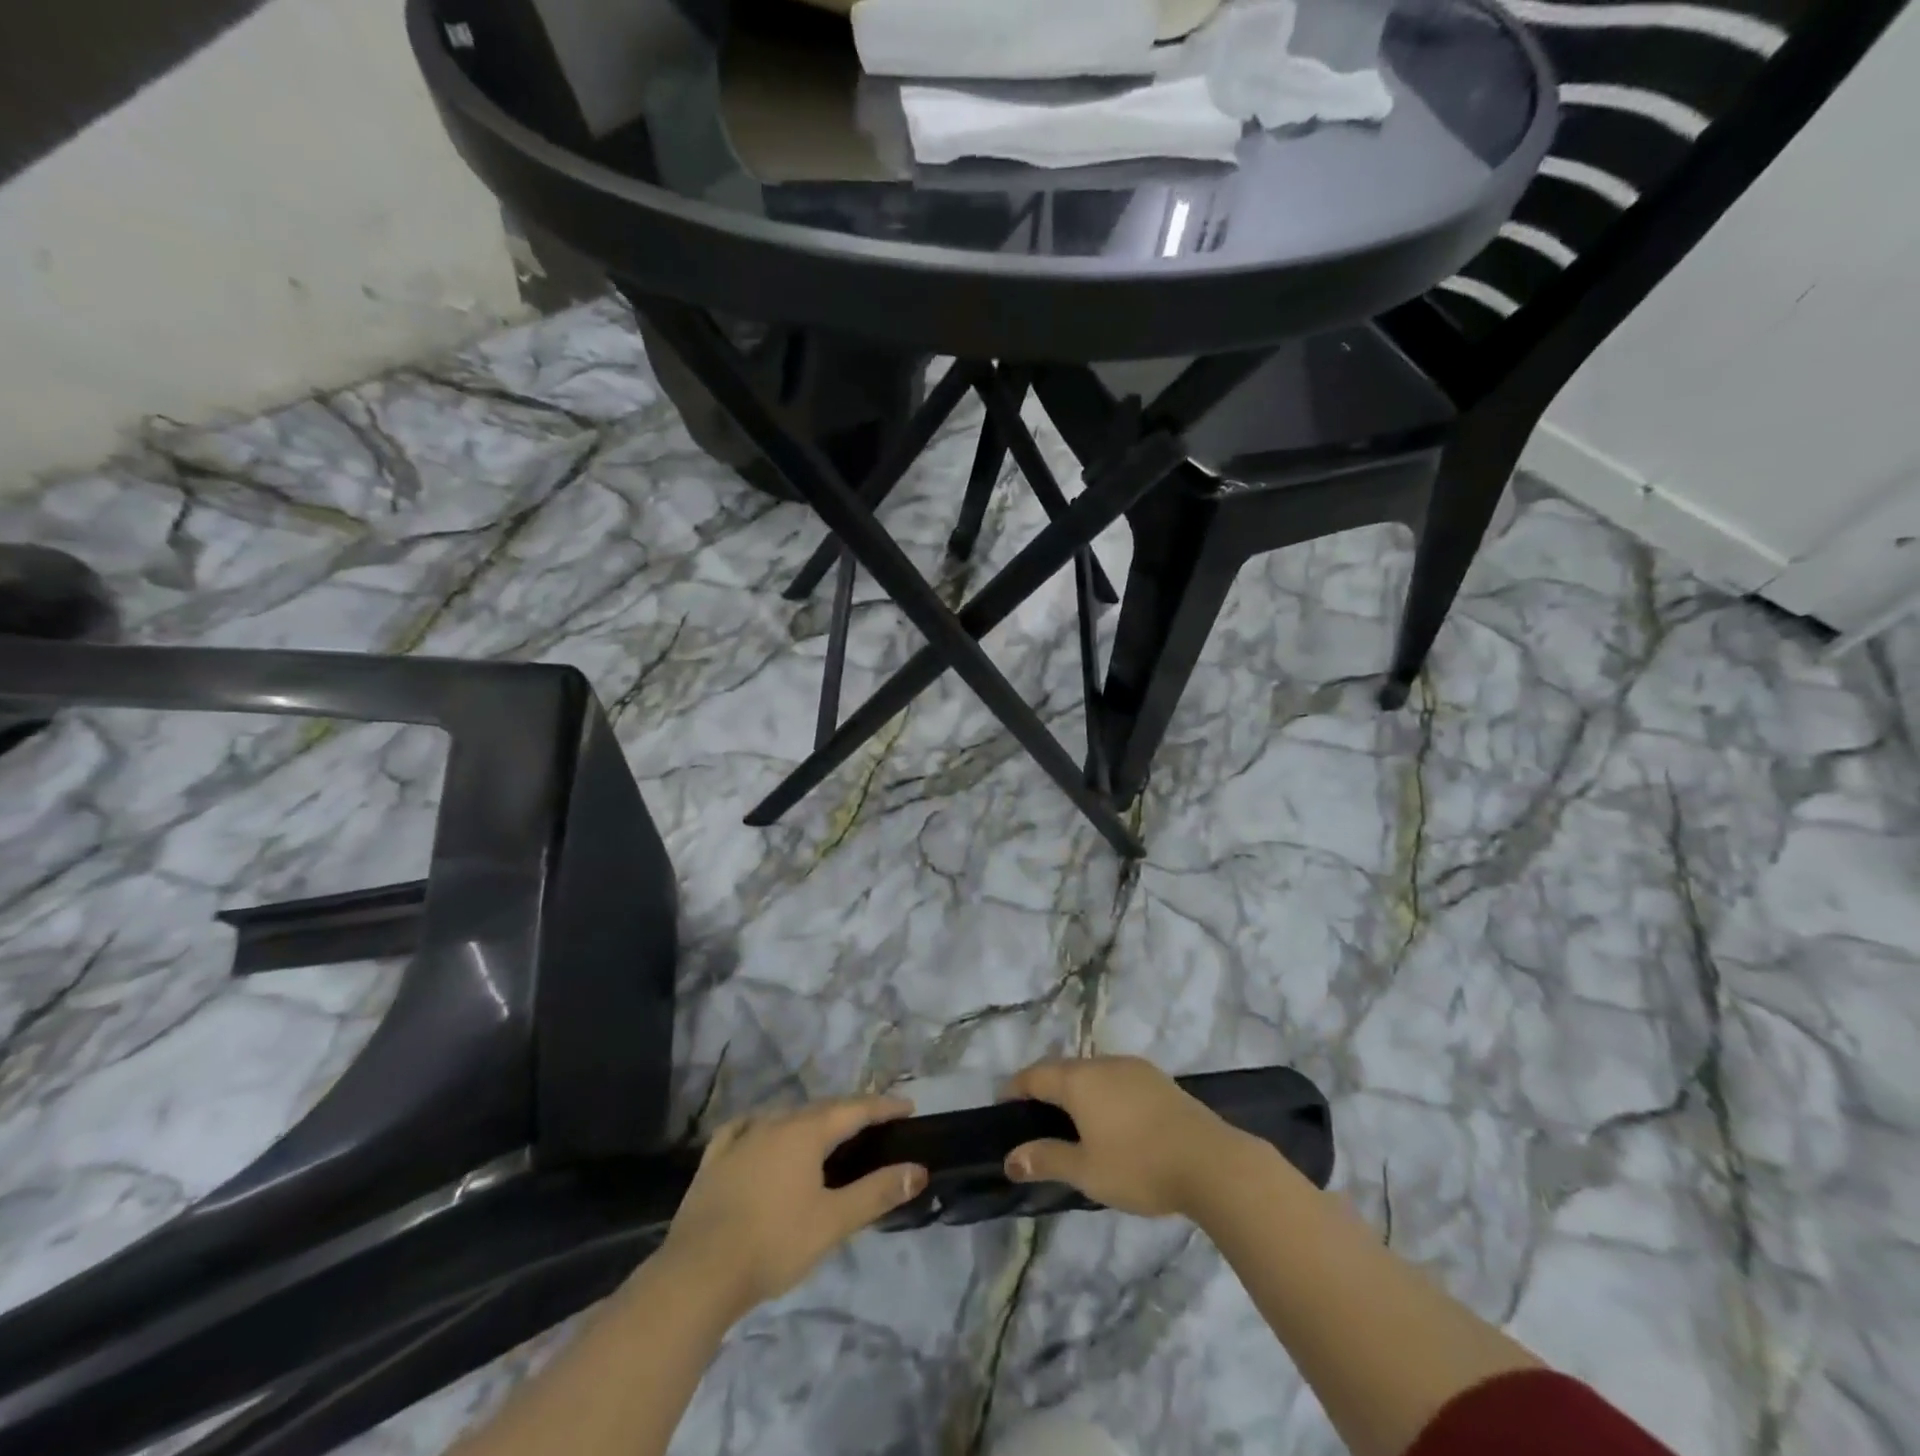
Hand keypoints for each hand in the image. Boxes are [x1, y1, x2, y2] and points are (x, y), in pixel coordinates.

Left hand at [659, 1096, 927, 1317]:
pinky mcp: (714, 1160)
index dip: (883, 1106)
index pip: (854, 1109)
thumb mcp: (833, 1222)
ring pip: (785, 1117)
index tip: (908, 1106)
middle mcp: (774, 1123)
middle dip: (851, 1111)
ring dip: (811, 1120)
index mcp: (806, 1132)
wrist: (698, 1274)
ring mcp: (741, 1138)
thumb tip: (917, 1170)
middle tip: (875, 1121)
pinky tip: (761, 1133)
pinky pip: (745, 1129)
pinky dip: (764, 1127)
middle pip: (821, 1108)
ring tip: (826, 1132)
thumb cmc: (773, 1244)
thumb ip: (876, 1193)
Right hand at [1003, 1056, 1243, 1217]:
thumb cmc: (1139, 1166)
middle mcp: (1102, 1064)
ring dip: (1075, 1088)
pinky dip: (1102, 1092)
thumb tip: (1010, 1158)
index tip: (1003, 1105)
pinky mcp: (1158, 1079)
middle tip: (1034, 1116)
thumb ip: (1046, 1160)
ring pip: (1092, 1071)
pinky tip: (1111, 1118)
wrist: (1211, 1161)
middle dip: (1045, 1087)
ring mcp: (1133, 1068)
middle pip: (1063, 1068)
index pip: (1035, 1075)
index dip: (1015, 1088)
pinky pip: (1116, 1078)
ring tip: (1071, 1119)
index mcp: (1079, 1080)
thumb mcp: (1086, 1171)